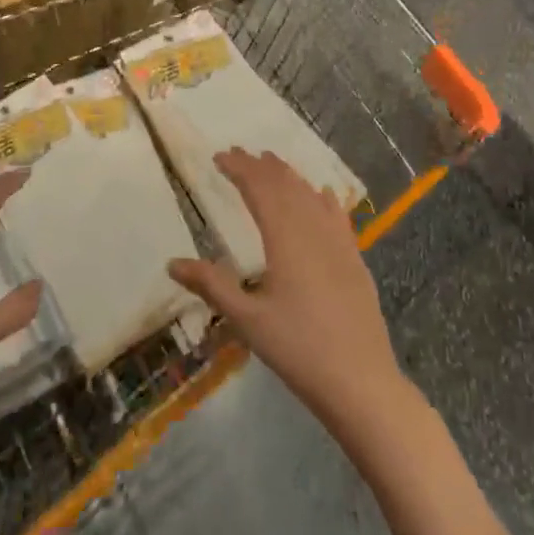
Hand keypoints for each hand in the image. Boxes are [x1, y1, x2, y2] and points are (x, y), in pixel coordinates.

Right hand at [168, 148, 408, 429]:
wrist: (360, 381)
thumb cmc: (298, 349)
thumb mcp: (247, 320)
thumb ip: (212, 286)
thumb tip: (172, 263)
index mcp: (285, 237)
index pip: (259, 189)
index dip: (240, 168)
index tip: (220, 156)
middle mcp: (312, 229)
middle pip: (285, 185)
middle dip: (261, 166)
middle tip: (239, 153)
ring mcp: (338, 242)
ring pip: (311, 195)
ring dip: (289, 176)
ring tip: (272, 163)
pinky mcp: (355, 259)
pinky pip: (337, 216)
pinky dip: (324, 199)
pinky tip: (323, 194)